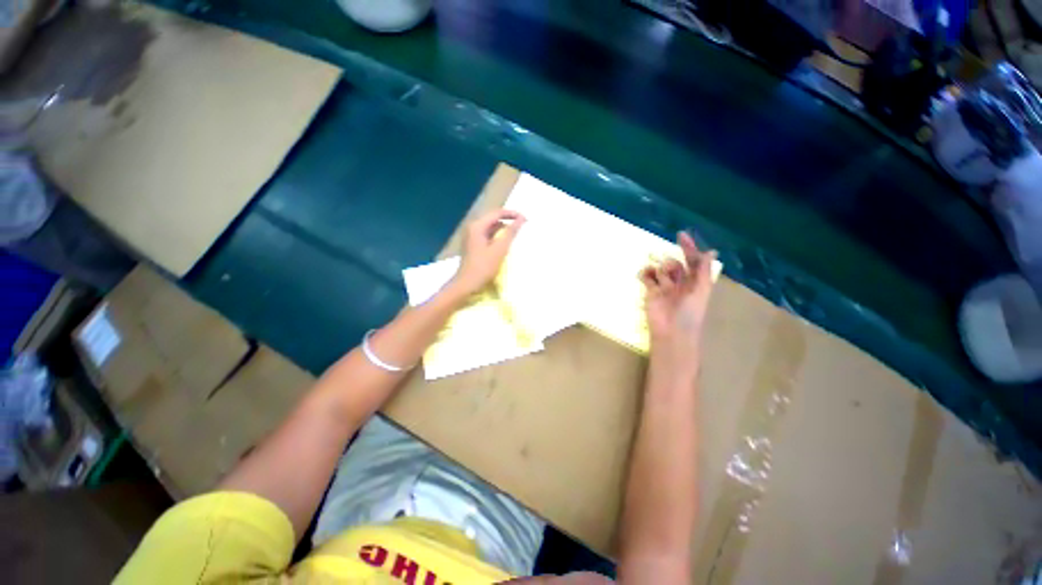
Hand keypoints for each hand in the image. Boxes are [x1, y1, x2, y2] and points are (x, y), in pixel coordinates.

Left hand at [449, 209, 525, 296]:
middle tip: (522, 226)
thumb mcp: (499, 249)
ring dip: (503, 230)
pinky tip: (506, 244)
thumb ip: (510, 233)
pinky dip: (498, 237)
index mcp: (477, 226)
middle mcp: (473, 228)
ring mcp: (472, 237)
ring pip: (491, 228)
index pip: (497, 213)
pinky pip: (488, 236)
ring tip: (516, 235)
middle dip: (508, 221)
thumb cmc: (483, 267)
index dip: (512, 214)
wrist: (466, 285)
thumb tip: (521, 219)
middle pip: (493, 219)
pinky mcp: (474, 245)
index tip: (525, 220)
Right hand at [640, 232, 716, 363]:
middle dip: (672, 263)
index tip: (680, 235)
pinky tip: (645, 275)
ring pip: (661, 269)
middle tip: (670, 271)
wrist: (671, 333)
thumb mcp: (700, 291)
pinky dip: (646, 273)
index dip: (689, 248)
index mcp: (695, 283)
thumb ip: (703, 271)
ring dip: (660, 268)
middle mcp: (680, 283)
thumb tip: (711, 251)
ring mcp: (664, 288)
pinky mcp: (650, 292)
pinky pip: (647, 278)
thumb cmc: (690, 314)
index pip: (693, 261)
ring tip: (660, 278)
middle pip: (675, 264)